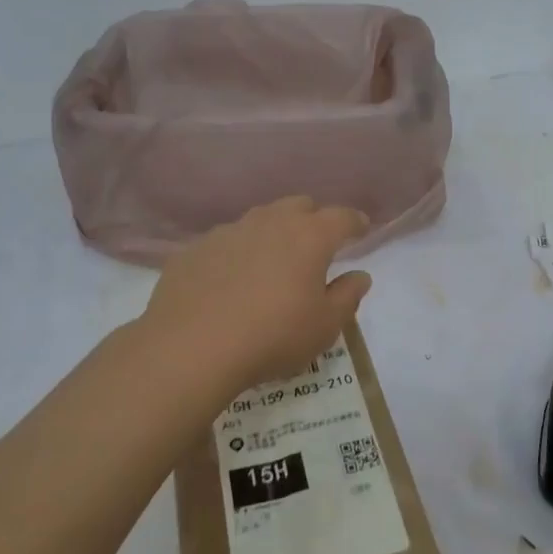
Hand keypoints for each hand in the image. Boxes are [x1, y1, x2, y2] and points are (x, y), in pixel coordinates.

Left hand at [144, 197, 371, 396]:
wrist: (191, 347)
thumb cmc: (272, 337)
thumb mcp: (324, 327)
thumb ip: (347, 296)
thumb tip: (359, 275)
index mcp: (309, 237)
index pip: (341, 217)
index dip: (355, 222)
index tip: (361, 229)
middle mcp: (270, 222)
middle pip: (299, 206)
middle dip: (313, 219)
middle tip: (316, 246)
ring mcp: (228, 232)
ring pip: (259, 219)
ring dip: (272, 233)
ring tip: (272, 262)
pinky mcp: (195, 249)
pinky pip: (225, 242)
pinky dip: (237, 253)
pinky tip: (230, 281)